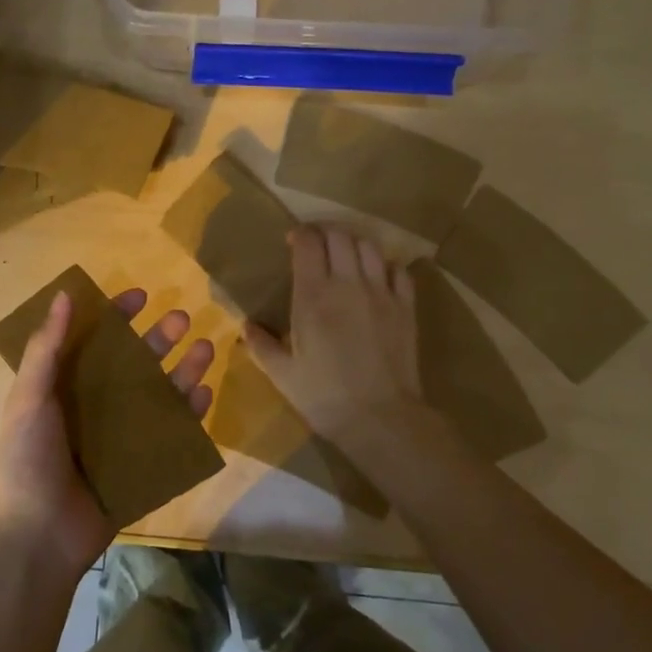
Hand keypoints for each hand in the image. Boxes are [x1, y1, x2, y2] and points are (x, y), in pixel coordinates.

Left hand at [0, 287, 213, 578]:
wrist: (37, 539)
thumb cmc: (26, 462)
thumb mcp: (28, 399)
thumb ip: (46, 348)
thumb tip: (64, 294)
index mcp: (66, 387)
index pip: (95, 341)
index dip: (116, 317)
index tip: (140, 296)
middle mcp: (96, 406)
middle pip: (134, 364)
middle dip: (158, 339)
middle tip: (182, 319)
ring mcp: (121, 436)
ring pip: (158, 395)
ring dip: (182, 371)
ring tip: (205, 350)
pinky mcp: (141, 466)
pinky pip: (170, 435)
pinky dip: (188, 415)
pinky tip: (204, 396)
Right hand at [246, 225, 427, 451]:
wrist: (380, 418)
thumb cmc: (324, 396)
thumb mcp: (282, 374)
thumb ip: (261, 345)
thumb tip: (246, 326)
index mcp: (313, 296)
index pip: (307, 243)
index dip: (299, 234)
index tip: (291, 241)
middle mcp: (348, 284)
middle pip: (339, 236)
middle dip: (325, 233)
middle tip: (316, 246)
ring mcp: (381, 293)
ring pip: (369, 247)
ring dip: (354, 244)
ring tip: (345, 257)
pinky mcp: (405, 308)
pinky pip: (399, 270)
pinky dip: (385, 266)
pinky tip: (377, 277)